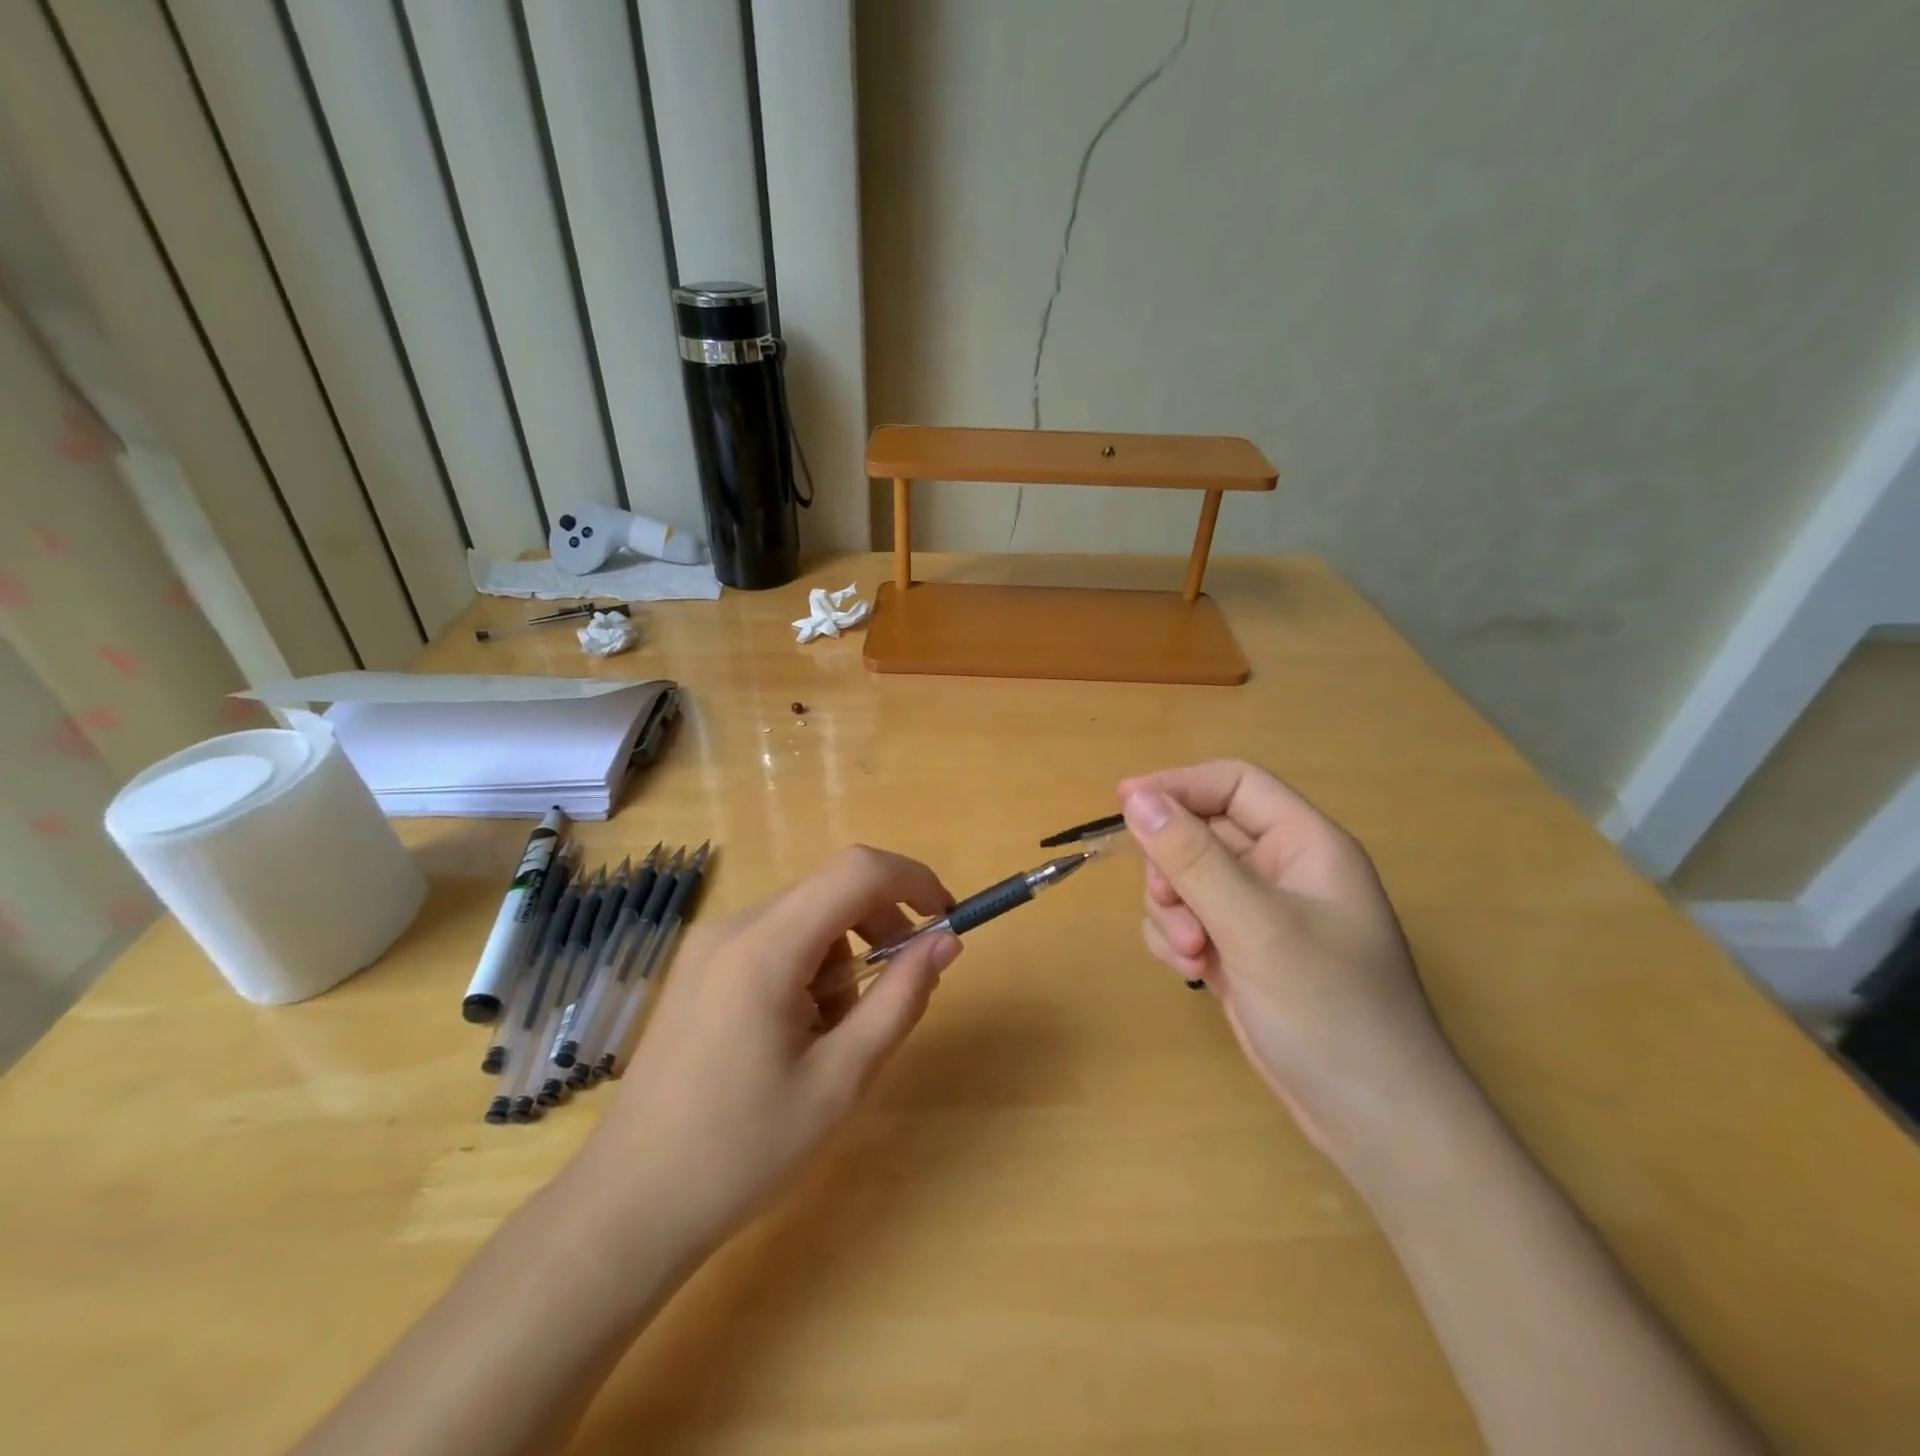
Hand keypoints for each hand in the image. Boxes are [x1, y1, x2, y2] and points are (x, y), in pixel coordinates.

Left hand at [573, 846, 962, 1258]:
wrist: (630, 1206)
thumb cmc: (742, 1150)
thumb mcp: (841, 1079)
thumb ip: (900, 999)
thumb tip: (946, 942)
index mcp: (765, 947)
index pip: (857, 871)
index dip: (914, 880)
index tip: (947, 920)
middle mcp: (733, 927)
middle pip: (831, 891)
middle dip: (880, 927)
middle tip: (899, 990)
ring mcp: (710, 945)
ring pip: (806, 918)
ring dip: (843, 958)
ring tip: (832, 1035)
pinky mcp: (700, 968)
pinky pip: (776, 941)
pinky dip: (808, 968)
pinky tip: (794, 1034)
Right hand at [1120, 761, 1466, 1168]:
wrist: (1373, 1122)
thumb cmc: (1329, 1010)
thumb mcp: (1254, 926)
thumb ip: (1192, 858)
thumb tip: (1135, 797)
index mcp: (1305, 844)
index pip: (1234, 785)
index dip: (1179, 786)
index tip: (1124, 803)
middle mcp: (1282, 870)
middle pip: (1201, 833)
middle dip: (1174, 869)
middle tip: (1171, 907)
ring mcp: (1259, 914)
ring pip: (1185, 879)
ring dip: (1171, 911)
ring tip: (1191, 956)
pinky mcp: (1240, 951)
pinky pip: (1187, 920)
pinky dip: (1175, 940)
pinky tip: (1192, 975)